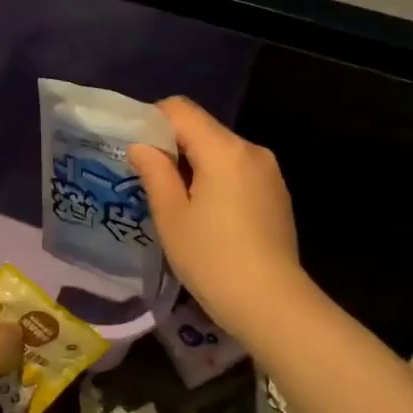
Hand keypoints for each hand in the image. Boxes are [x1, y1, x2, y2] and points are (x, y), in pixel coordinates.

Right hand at [129, 98, 302, 336]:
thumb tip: (141, 146)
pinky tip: (208, 216)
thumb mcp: (171, 217)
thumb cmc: (212, 259)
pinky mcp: (277, 193)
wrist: (271, 303)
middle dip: (173, 145)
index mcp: (224, 150)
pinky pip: (239, 171)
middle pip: (203, 129)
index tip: (135, 148)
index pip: (180, 110)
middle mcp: (251, 150)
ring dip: (196, 165)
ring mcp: (269, 172)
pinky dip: (218, 179)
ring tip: (177, 202)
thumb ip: (155, 172)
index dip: (152, 120)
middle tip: (148, 179)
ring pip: (222, 151)